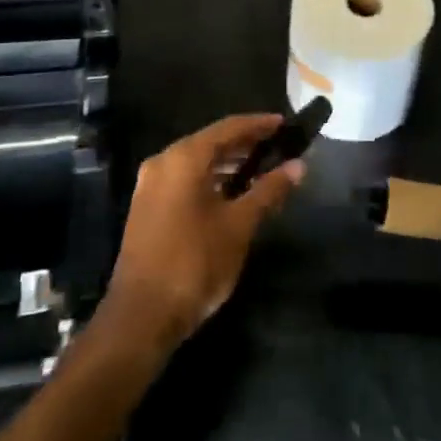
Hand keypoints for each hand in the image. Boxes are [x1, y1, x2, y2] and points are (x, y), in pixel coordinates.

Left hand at [102, 114, 301, 355]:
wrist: (142, 317)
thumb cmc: (195, 262)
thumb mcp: (239, 225)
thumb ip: (268, 190)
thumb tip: (298, 165)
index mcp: (184, 158)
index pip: (229, 127)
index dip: (259, 124)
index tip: (285, 123)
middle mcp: (163, 162)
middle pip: (211, 142)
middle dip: (245, 143)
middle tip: (277, 146)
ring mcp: (150, 186)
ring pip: (197, 162)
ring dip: (229, 163)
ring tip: (262, 169)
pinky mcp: (147, 208)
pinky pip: (185, 180)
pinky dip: (211, 179)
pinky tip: (233, 193)